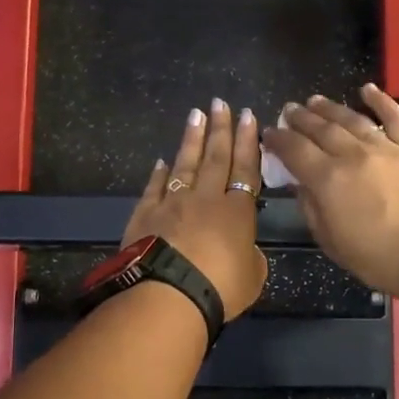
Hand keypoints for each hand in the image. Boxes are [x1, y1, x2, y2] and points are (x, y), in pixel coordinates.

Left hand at [120, 100, 268, 318]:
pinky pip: (154, 188)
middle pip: (215, 157)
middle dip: (220, 129)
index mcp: (237, 211)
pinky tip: (162, 161)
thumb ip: (252, 258)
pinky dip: (159, 173)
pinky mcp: (145, 215)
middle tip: (220, 103)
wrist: (168, 295)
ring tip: (195, 114)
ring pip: (184, 164)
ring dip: (191, 139)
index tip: (248, 116)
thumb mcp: (252, 277)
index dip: (248, 142)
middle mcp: (206, 199)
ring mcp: (172, 203)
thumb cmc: (220, 288)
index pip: (246, 169)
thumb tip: (245, 250)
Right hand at [263, 85, 398, 310]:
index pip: (294, 150)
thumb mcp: (331, 242)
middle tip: (289, 110)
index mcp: (328, 179)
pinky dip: (381, 100)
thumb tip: (300, 184)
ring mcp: (386, 148)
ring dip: (330, 108)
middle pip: (320, 129)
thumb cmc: (379, 260)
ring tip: (315, 100)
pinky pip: (395, 117)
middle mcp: (353, 155)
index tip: (268, 133)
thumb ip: (311, 208)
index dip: (278, 139)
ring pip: (352, 119)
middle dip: (300, 118)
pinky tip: (367, 90)